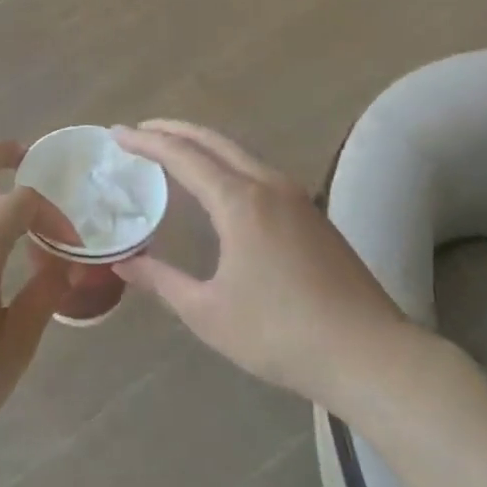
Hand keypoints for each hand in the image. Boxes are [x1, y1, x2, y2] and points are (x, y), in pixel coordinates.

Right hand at [113, 121, 414, 408]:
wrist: (369, 354)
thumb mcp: (208, 312)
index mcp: (240, 202)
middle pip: (214, 142)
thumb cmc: (280, 334)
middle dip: (175, 131)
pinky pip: (259, 173)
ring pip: (241, 155)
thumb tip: (123, 263)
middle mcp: (269, 186)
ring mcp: (297, 199)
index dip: (147, 143)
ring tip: (175, 153)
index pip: (183, 157)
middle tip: (142, 131)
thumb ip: (161, 281)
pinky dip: (228, 166)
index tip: (117, 134)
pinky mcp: (313, 216)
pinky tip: (221, 187)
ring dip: (204, 146)